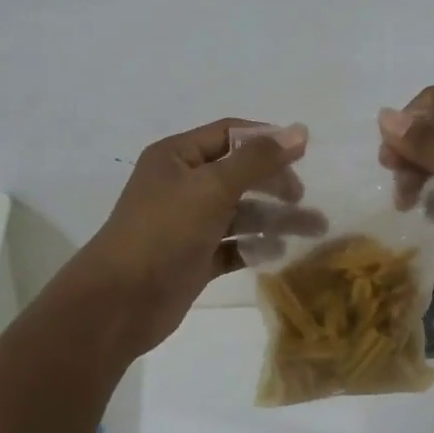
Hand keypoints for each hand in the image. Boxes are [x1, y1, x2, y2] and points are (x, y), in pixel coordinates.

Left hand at [74, 118, 318, 354]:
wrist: (120, 302)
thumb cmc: (164, 231)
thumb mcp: (213, 187)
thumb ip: (258, 160)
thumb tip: (299, 130)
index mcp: (177, 156)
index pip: (229, 133)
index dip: (266, 139)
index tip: (304, 152)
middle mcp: (182, 184)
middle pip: (238, 173)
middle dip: (274, 182)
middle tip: (302, 197)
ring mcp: (188, 223)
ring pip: (240, 211)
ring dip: (273, 217)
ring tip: (314, 228)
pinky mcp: (194, 258)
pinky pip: (232, 245)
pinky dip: (255, 247)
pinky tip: (279, 253)